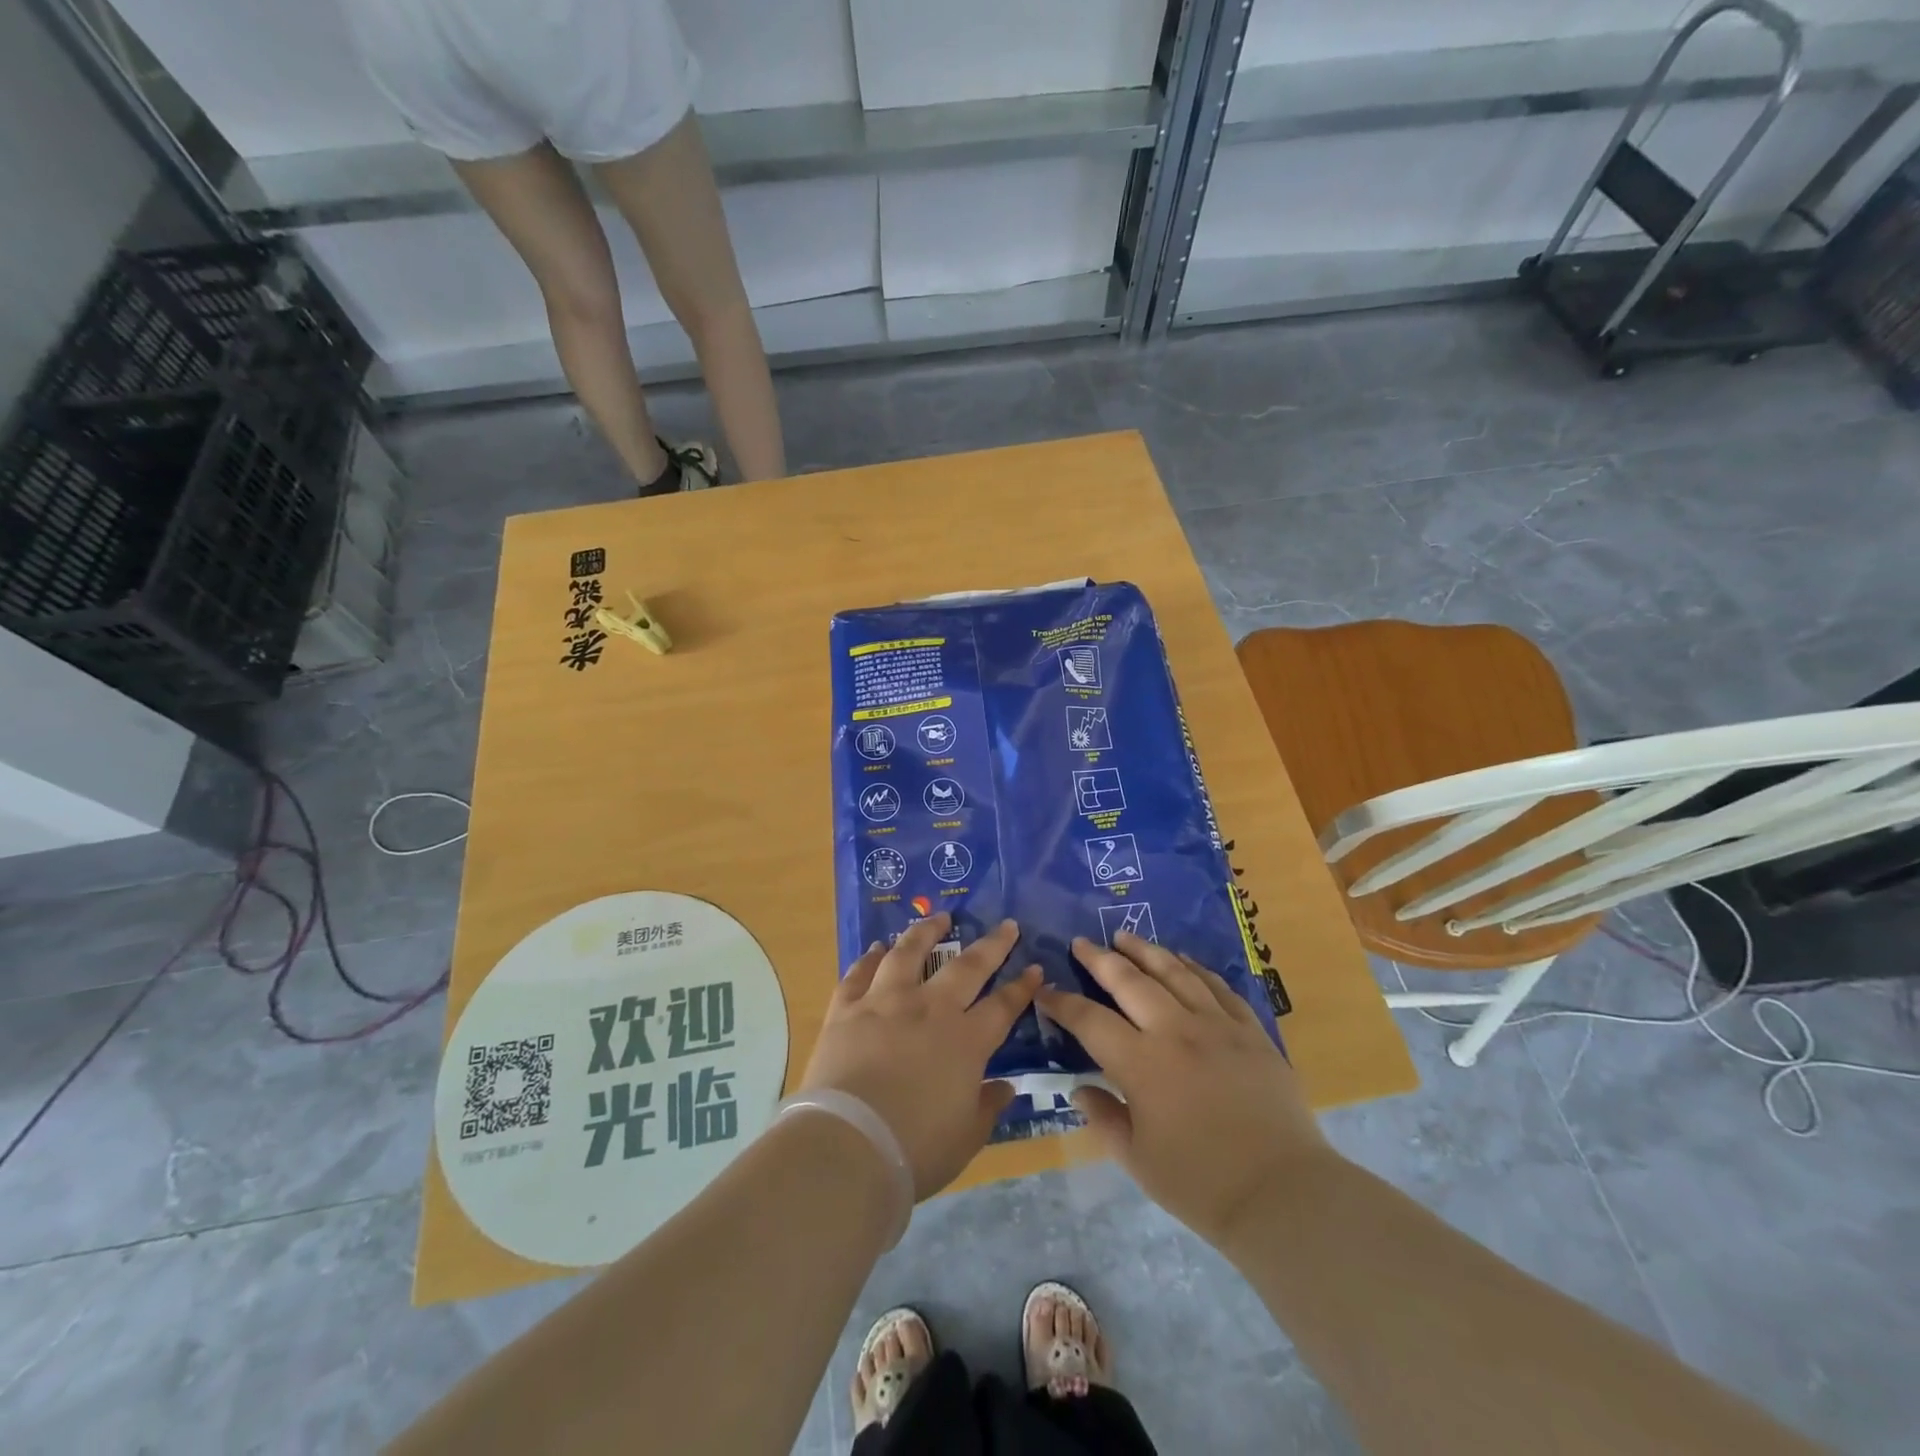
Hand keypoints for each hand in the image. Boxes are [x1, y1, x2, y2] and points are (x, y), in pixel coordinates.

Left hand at [800, 914, 1039, 1198]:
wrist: (847, 1144)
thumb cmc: (915, 1149)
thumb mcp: (966, 1137)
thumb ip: (987, 1107)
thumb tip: (1005, 1087)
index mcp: (965, 1041)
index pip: (1002, 1006)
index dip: (1021, 987)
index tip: (1034, 968)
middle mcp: (929, 1009)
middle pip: (966, 967)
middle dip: (991, 944)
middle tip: (1005, 925)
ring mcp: (885, 1002)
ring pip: (909, 953)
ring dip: (926, 931)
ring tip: (938, 916)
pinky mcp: (846, 1008)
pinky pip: (859, 973)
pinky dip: (868, 958)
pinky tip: (875, 949)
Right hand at [1036, 933, 1330, 1248]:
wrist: (1284, 1194)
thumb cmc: (1201, 1184)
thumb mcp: (1137, 1160)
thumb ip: (1104, 1118)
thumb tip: (1080, 1089)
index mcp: (1142, 1064)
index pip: (1090, 1021)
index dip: (1063, 1004)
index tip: (1045, 991)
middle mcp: (1176, 1032)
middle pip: (1130, 982)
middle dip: (1100, 959)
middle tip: (1081, 942)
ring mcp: (1217, 1026)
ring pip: (1175, 973)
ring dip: (1146, 951)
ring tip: (1126, 936)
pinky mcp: (1251, 1032)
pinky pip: (1218, 988)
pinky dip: (1196, 969)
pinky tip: (1184, 960)